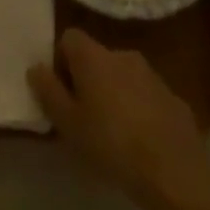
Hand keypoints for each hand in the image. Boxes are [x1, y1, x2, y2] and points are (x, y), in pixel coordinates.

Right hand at [29, 29, 209, 208]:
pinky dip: (137, 108)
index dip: (60, 60)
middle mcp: (123, 55)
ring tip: (111, 131)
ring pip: (122, 76)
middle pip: (96, 57)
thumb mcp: (68, 123)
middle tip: (82, 115)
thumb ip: (48, 91)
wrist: (174, 172)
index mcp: (94, 57)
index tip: (60, 90)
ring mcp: (152, 75)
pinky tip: (139, 140)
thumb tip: (36, 67)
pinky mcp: (173, 98)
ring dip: (113, 93)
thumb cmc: (111, 144)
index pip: (70, 38)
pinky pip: (145, 95)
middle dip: (86, 79)